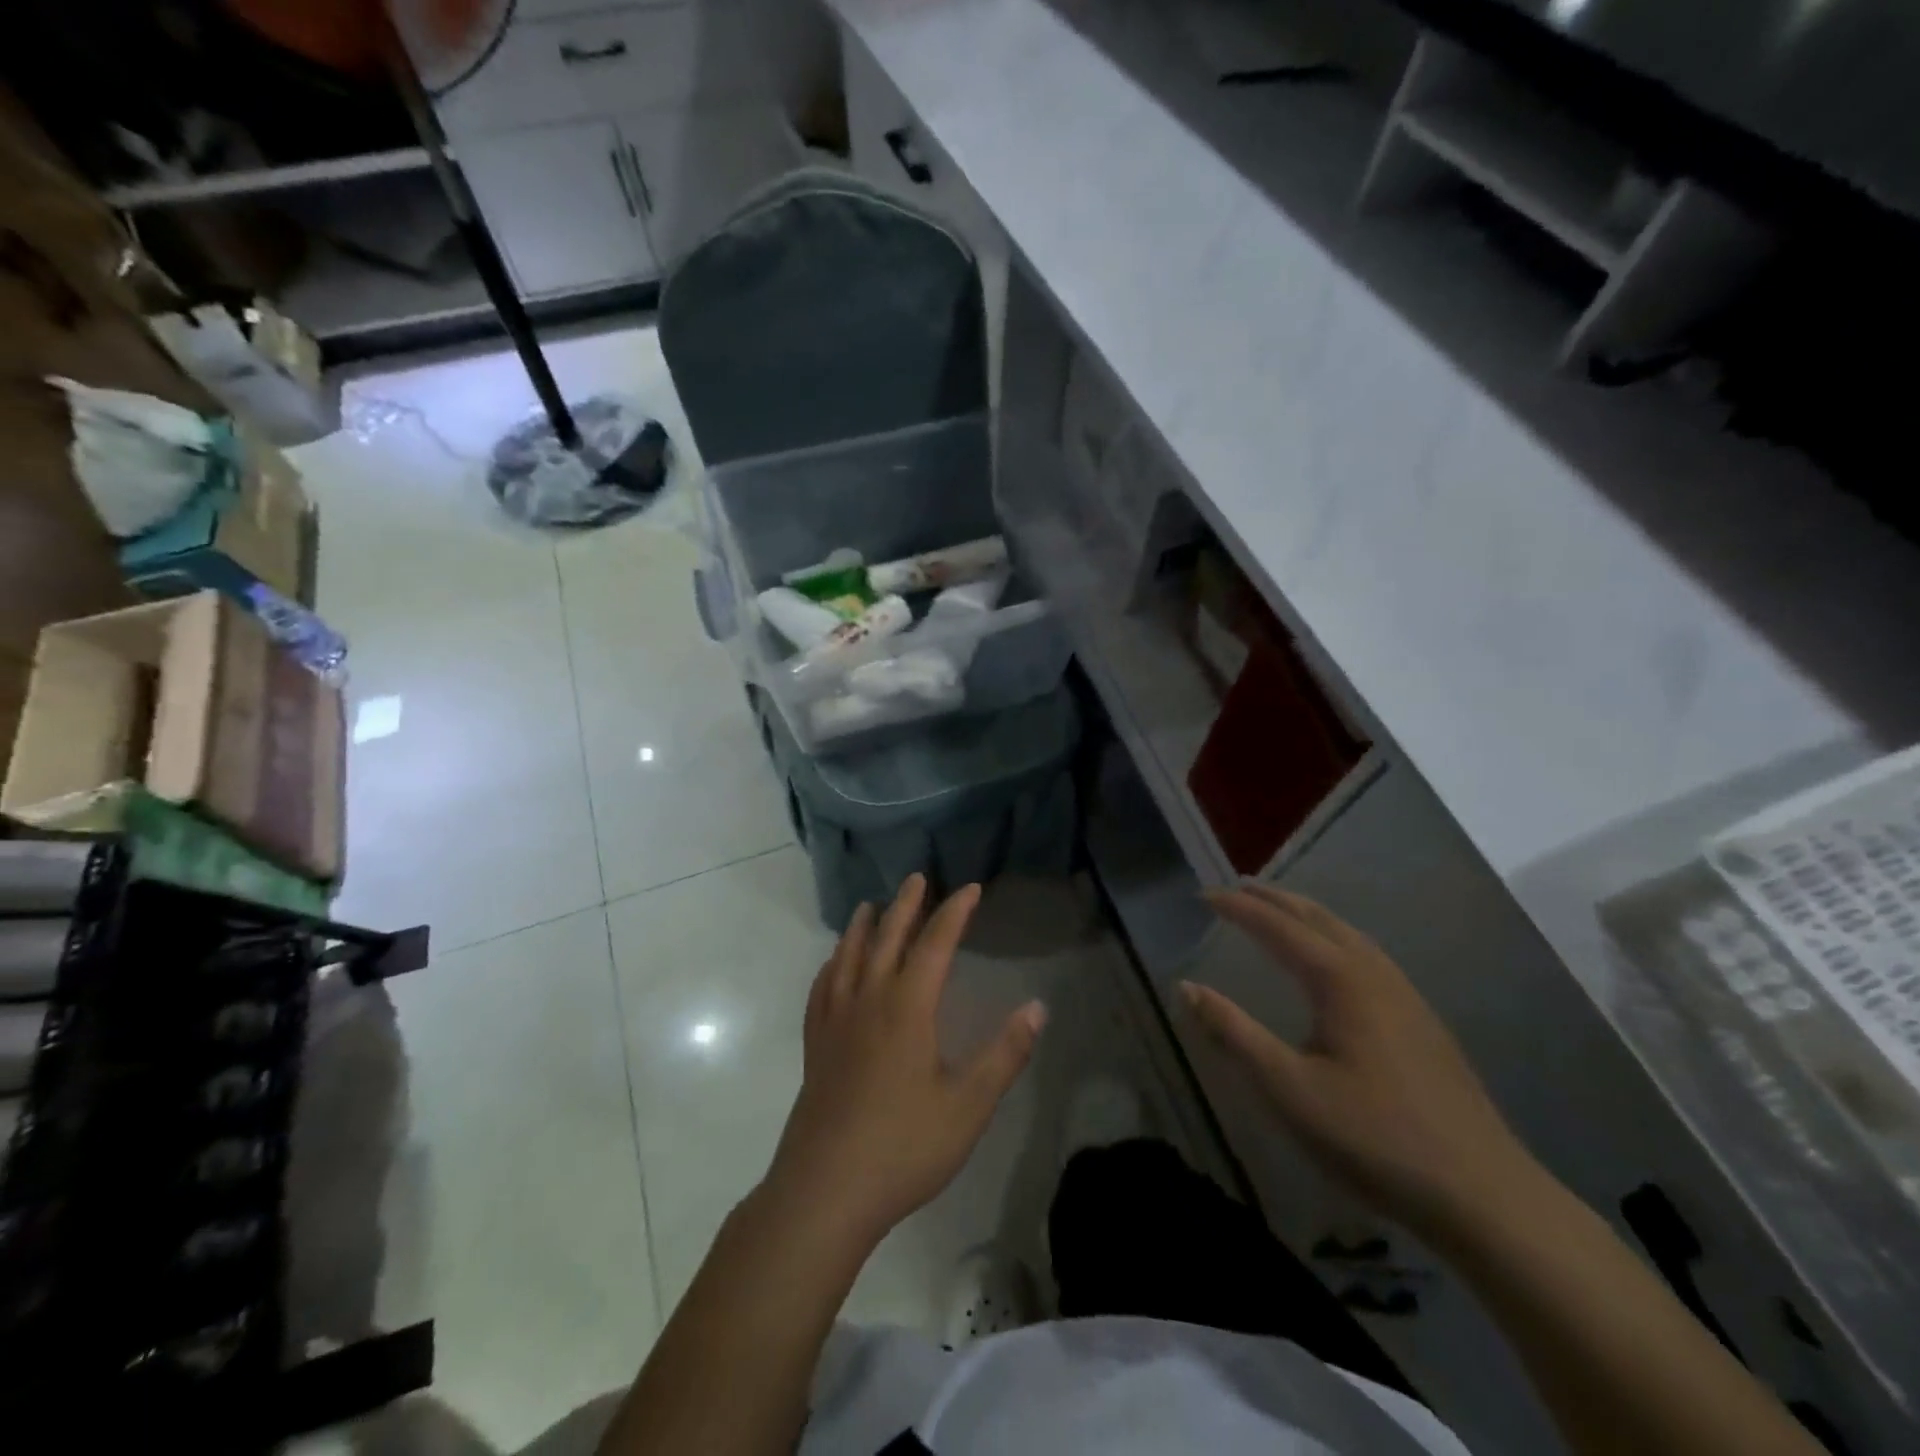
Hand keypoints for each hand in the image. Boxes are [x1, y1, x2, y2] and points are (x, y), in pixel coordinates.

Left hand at [761, 875, 1046, 1248]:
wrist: (826, 1190)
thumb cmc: (904, 1147)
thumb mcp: (969, 1105)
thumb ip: (1005, 1054)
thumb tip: (1037, 1007)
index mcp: (908, 1008)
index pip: (935, 944)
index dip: (954, 912)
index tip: (970, 889)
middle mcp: (869, 1001)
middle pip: (887, 938)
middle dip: (905, 905)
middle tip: (916, 878)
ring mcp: (836, 1022)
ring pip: (848, 957)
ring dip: (862, 926)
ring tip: (869, 906)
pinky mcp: (815, 1045)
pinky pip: (822, 989)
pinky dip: (831, 965)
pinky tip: (833, 965)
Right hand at [1184, 885, 1539, 1239]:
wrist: (1485, 1195)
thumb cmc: (1374, 1137)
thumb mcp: (1288, 1088)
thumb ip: (1234, 1033)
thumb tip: (1185, 987)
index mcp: (1341, 981)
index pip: (1279, 927)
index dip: (1239, 908)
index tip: (1204, 895)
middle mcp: (1375, 974)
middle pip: (1318, 919)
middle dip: (1275, 899)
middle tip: (1238, 887)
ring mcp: (1406, 996)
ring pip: (1348, 935)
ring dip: (1307, 915)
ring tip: (1279, 912)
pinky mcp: (1423, 1022)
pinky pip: (1367, 956)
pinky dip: (1334, 938)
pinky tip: (1334, 962)